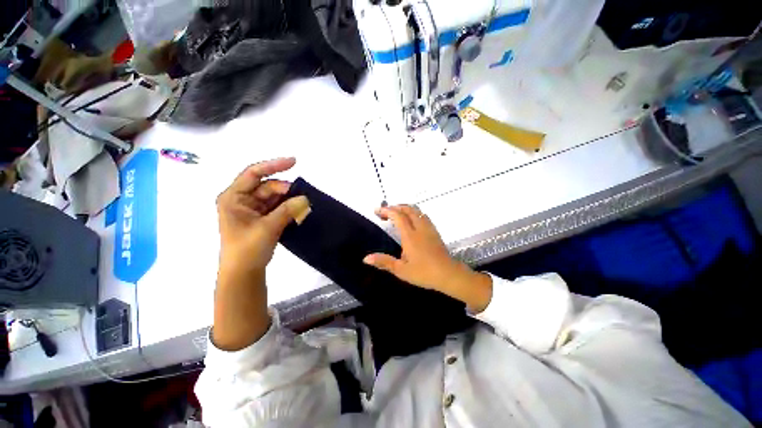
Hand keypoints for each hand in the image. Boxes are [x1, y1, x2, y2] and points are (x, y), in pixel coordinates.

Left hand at [216, 157, 307, 280]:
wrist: (244, 272)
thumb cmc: (247, 249)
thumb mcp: (267, 227)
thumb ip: (287, 210)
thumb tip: (305, 198)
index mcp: (233, 198)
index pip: (253, 174)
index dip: (273, 165)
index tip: (294, 162)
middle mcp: (242, 200)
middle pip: (268, 186)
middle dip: (286, 190)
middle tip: (303, 197)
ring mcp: (253, 209)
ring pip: (275, 197)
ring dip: (289, 199)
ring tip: (304, 204)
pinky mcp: (263, 218)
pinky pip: (278, 207)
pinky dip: (289, 207)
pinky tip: (299, 210)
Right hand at [363, 205, 492, 312]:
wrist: (448, 274)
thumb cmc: (423, 273)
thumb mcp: (401, 270)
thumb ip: (384, 262)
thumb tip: (366, 258)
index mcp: (409, 236)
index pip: (397, 216)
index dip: (386, 210)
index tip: (377, 211)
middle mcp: (419, 228)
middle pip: (408, 209)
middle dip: (395, 207)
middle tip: (385, 212)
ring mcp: (429, 228)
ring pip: (417, 211)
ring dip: (405, 208)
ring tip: (396, 213)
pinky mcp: (435, 231)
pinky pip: (423, 216)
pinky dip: (414, 213)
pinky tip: (412, 221)